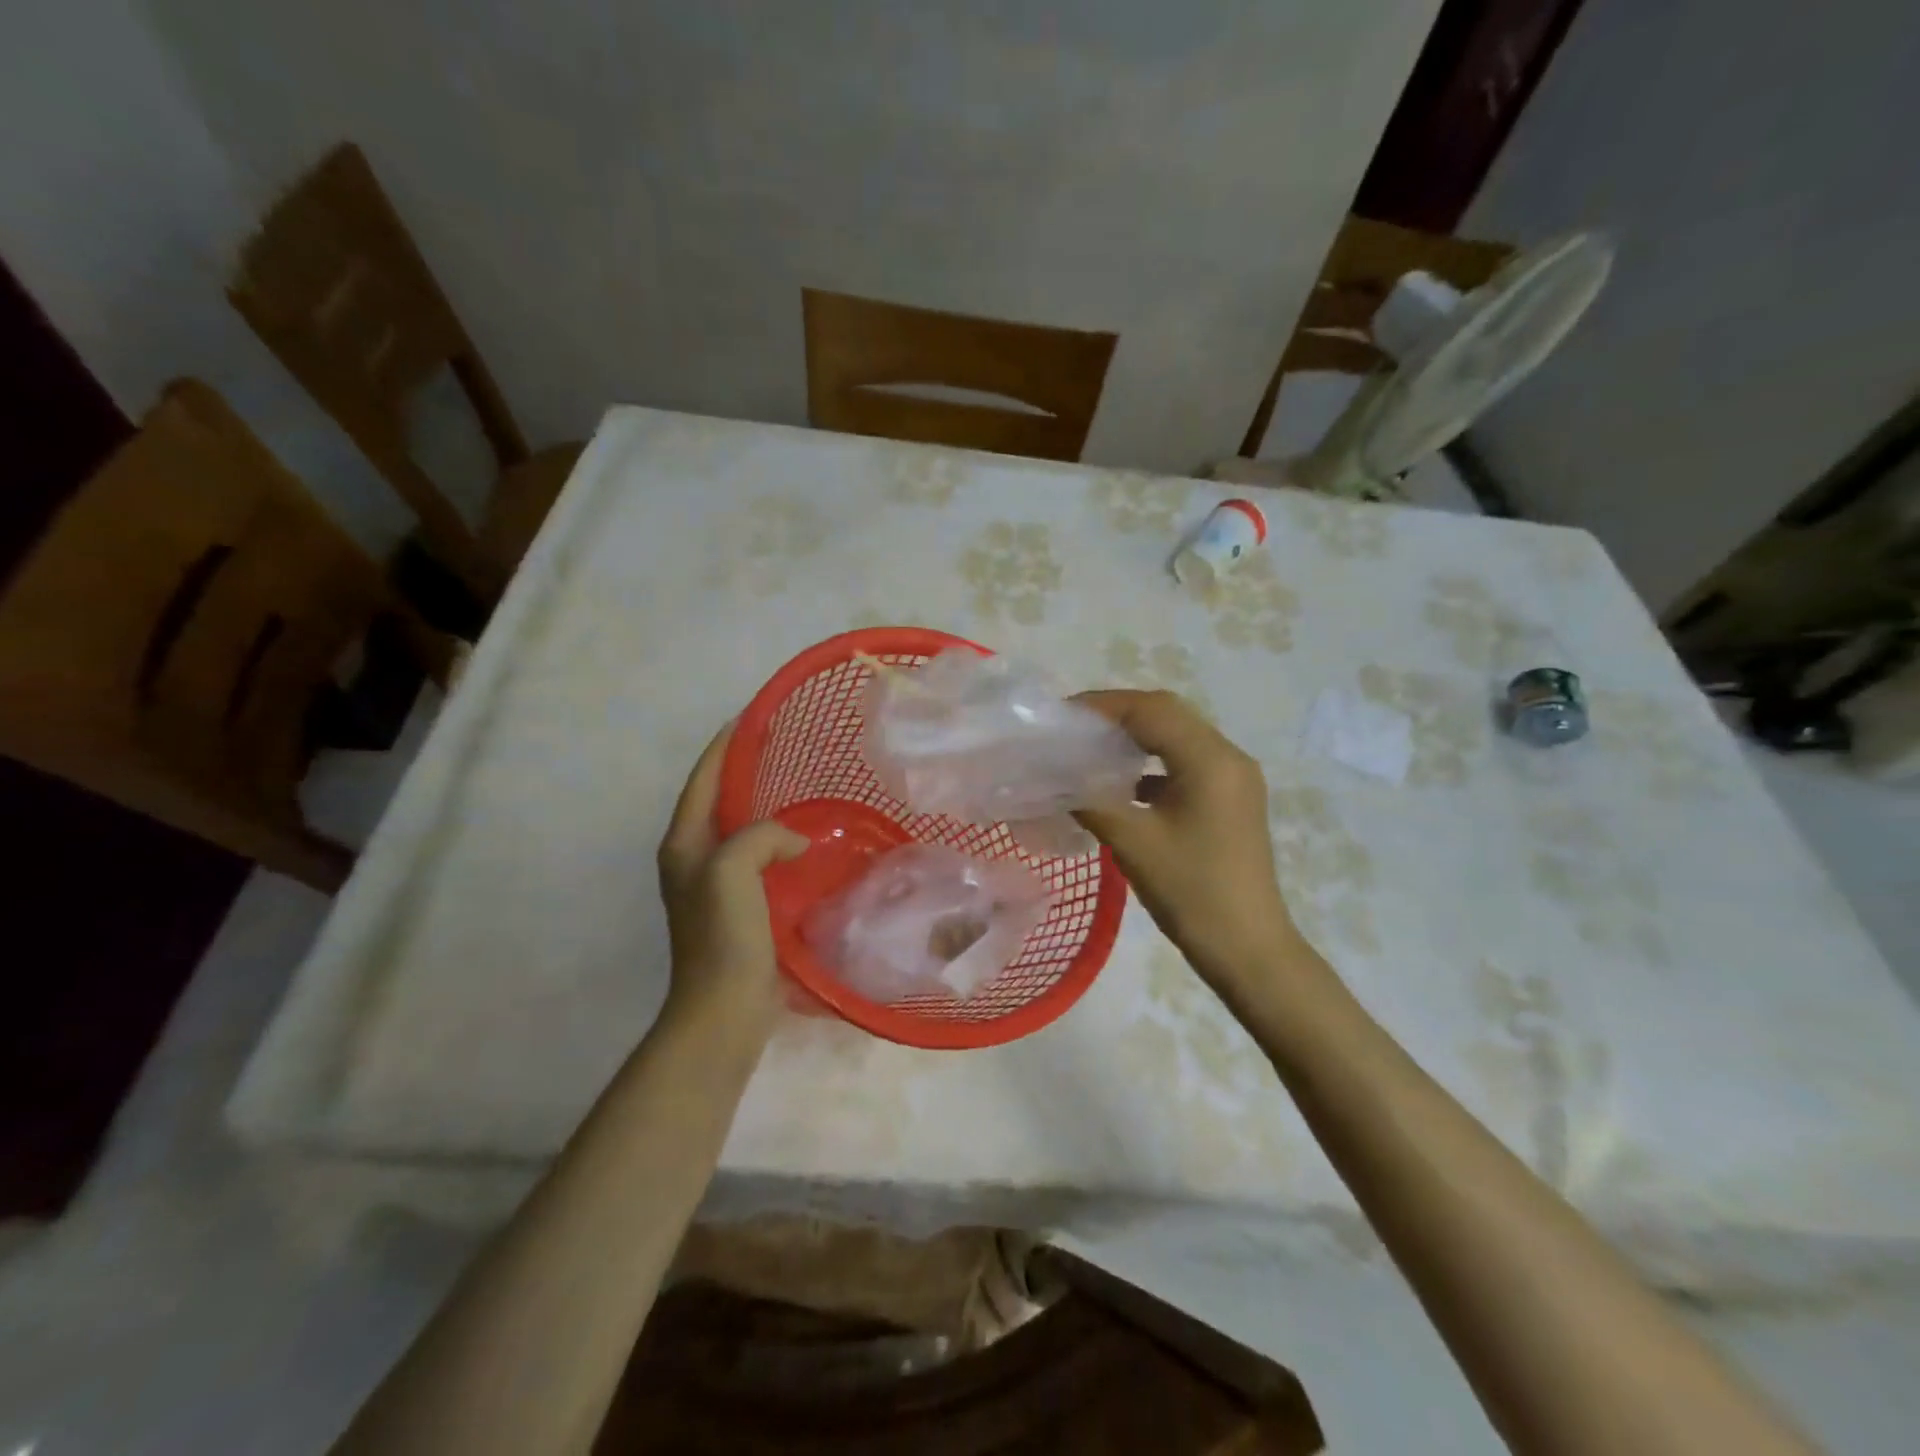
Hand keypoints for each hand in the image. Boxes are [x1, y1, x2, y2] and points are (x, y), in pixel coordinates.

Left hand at [656, 724, 808, 1033]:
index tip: (749, 718)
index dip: (723, 748)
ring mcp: (718, 886)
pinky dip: (780, 844)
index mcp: (684, 844)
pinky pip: (762, 861)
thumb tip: (794, 841)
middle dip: (745, 773)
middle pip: (720, 803)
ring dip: (765, 809)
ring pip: (743, 832)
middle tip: (783, 750)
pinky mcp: (742, 908)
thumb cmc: (722, 935)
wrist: (725, 1007)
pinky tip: (808, 842)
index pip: (702, 782)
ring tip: (800, 789)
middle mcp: (695, 860)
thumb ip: (760, 836)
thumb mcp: (731, 870)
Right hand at [1074, 690, 1310, 993]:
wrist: (1249, 949)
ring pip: (1177, 737)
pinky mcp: (1230, 799)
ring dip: (1135, 736)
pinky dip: (1151, 763)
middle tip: (1072, 727)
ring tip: (1090, 747)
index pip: (1152, 711)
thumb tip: (1053, 778)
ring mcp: (1234, 778)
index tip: (1061, 716)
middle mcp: (1229, 757)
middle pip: (1168, 715)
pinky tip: (1120, 782)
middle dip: (1117, 715)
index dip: (1103, 705)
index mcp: (1211, 761)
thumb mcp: (1133, 843)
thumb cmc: (1192, 893)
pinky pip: (1186, 763)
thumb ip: (1090, 800)